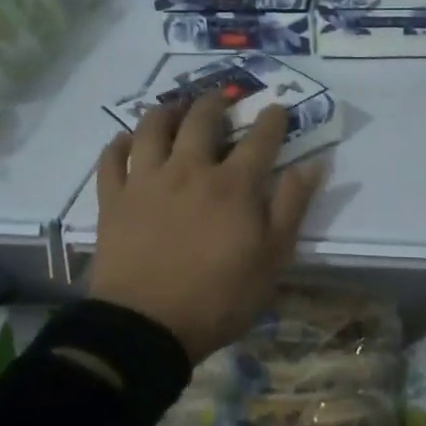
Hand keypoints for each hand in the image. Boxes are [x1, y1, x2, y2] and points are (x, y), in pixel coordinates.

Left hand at [90, 93, 324, 361]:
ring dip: (165, 111)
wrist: (146, 327)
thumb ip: (292, 206)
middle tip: (221, 97)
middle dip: (215, 102)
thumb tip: (313, 164)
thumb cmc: (220, 297)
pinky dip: (118, 145)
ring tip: (174, 107)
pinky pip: (111, 160)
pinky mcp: (113, 200)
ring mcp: (146, 181)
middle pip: (202, 120)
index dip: (272, 119)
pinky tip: (125, 141)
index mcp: (233, 185)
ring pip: (151, 128)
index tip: (277, 109)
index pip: (260, 138)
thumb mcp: (273, 258)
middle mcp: (189, 170)